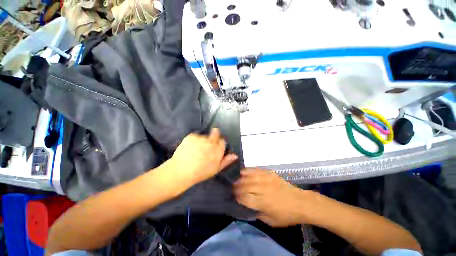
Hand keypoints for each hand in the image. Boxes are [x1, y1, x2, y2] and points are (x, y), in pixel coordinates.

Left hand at [169, 128, 237, 187]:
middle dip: (214, 135)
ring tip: (196, 149)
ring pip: (204, 135)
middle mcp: (211, 142)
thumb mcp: (216, 169)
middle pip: (216, 133)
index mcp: (218, 150)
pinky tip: (190, 147)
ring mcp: (201, 138)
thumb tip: (235, 155)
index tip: (215, 146)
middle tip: (207, 143)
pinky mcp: (191, 136)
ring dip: (202, 140)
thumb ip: (226, 161)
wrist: (181, 171)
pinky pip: (195, 135)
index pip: (222, 140)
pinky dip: (194, 140)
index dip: (219, 142)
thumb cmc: (200, 172)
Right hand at [234, 169, 312, 226]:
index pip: (245, 198)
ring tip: (236, 178)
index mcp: (263, 203)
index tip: (233, 196)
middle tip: (232, 186)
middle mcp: (263, 190)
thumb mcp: (271, 221)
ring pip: (250, 176)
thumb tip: (247, 207)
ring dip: (241, 177)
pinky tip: (244, 171)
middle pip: (245, 186)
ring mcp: (267, 180)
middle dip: (237, 186)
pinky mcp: (270, 174)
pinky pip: (257, 170)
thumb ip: (258, 214)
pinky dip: (249, 170)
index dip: (237, 197)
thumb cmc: (286, 215)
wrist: (301, 203)